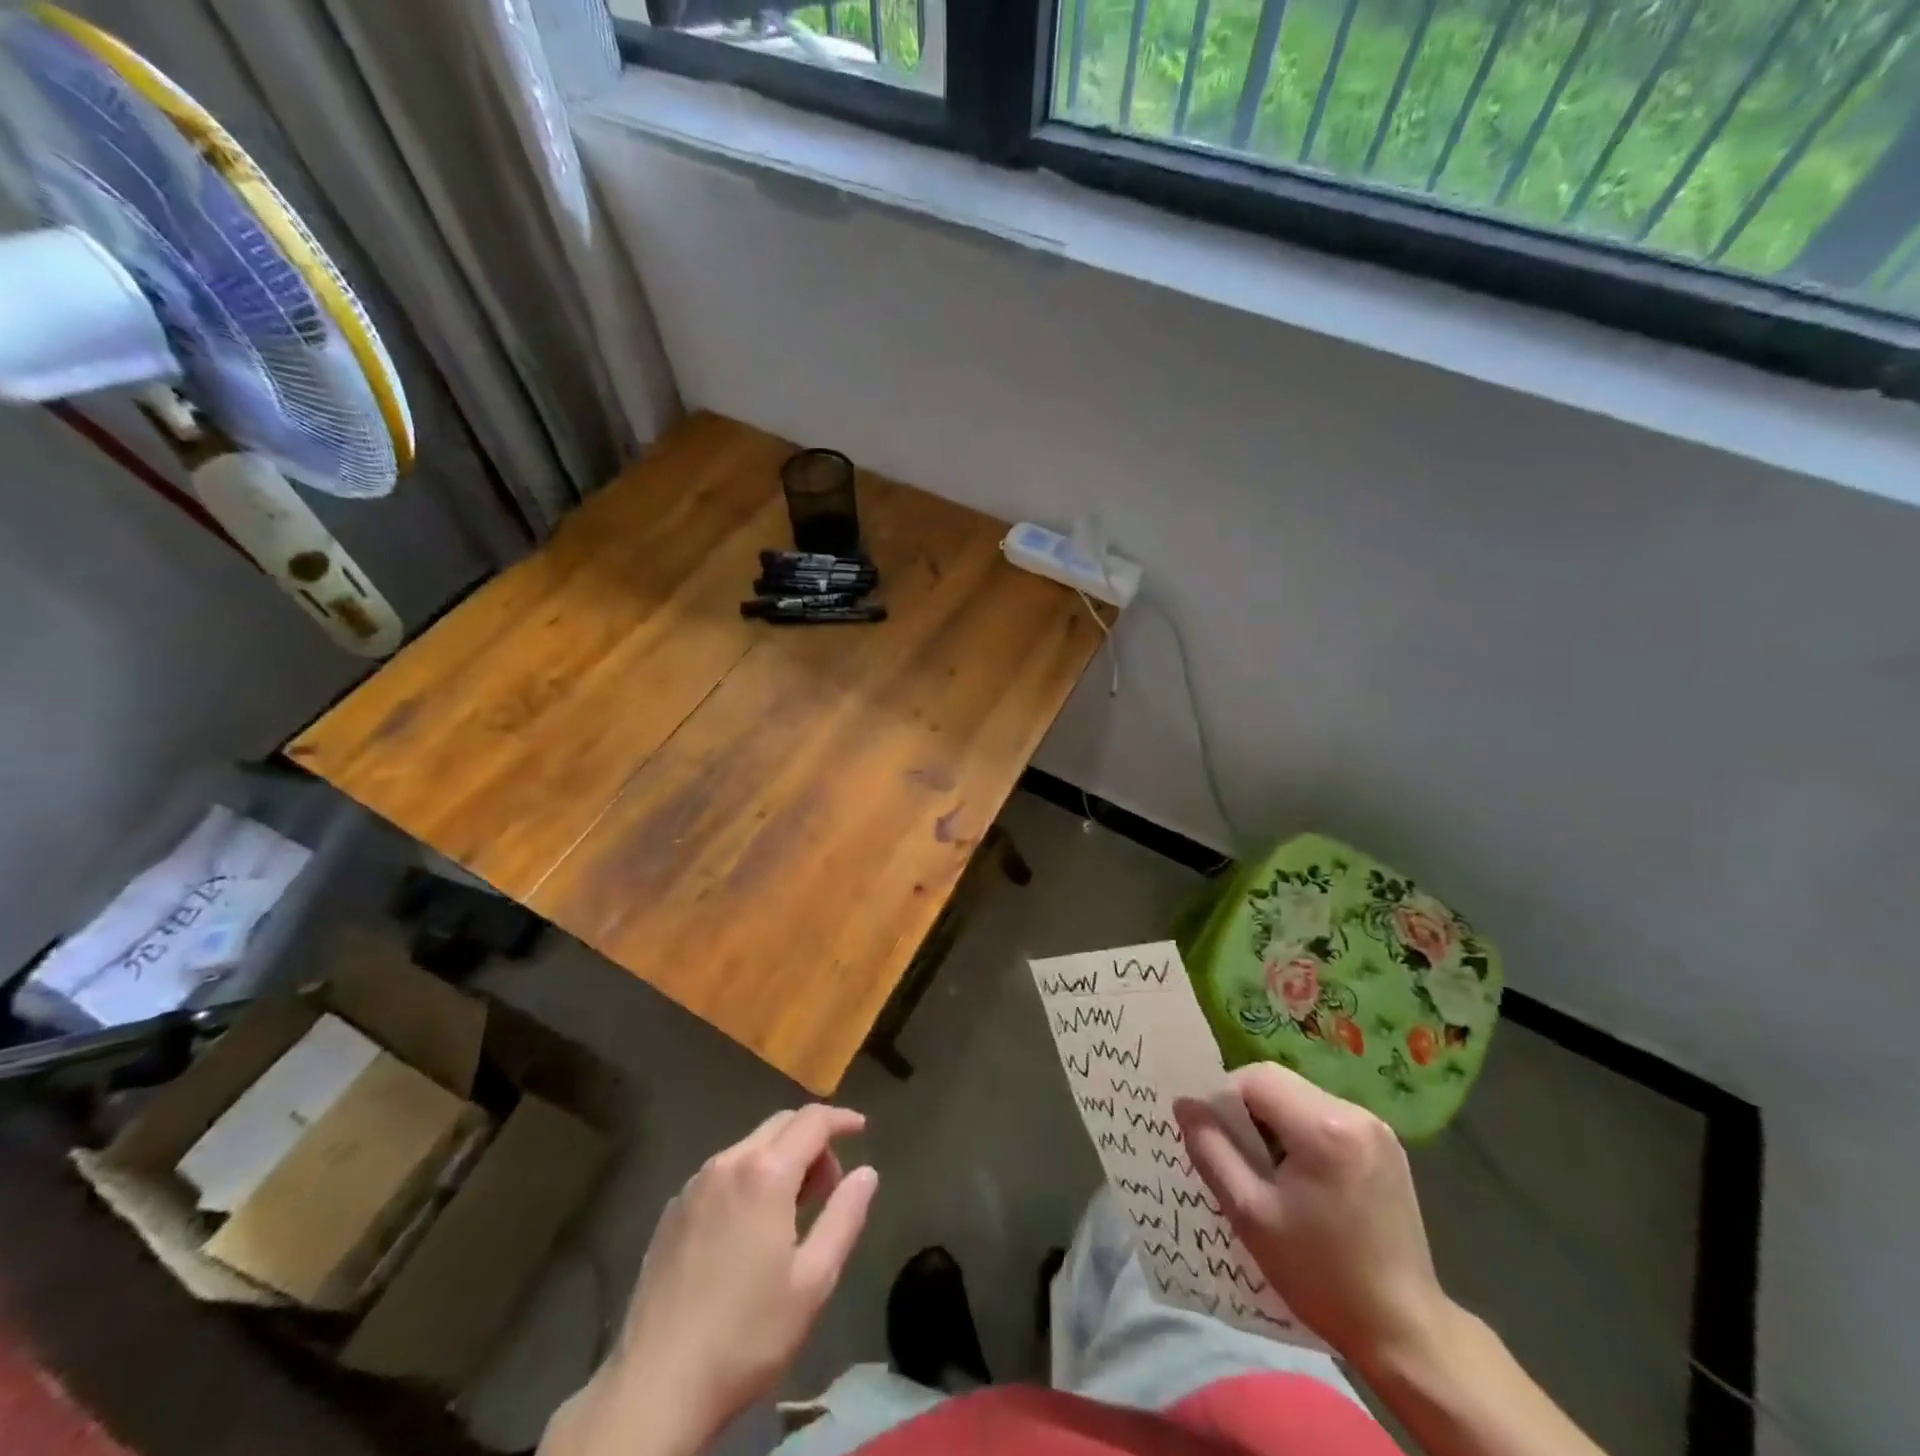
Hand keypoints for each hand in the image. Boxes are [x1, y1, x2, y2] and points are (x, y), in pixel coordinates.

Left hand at [586, 1105, 878, 1454]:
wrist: (654, 1387)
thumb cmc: (746, 1335)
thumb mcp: (814, 1281)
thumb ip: (845, 1216)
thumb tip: (867, 1173)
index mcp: (765, 1173)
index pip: (812, 1120)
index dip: (841, 1118)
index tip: (861, 1128)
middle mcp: (727, 1163)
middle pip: (780, 1125)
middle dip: (813, 1140)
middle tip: (830, 1185)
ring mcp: (694, 1185)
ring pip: (749, 1147)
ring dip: (780, 1159)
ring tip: (793, 1211)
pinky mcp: (672, 1211)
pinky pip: (722, 1173)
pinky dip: (749, 1178)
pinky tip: (750, 1228)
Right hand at [1174, 1064, 1448, 1370]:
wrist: (1404, 1330)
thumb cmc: (1320, 1275)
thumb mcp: (1250, 1215)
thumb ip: (1211, 1150)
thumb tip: (1184, 1103)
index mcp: (1324, 1128)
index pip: (1254, 1078)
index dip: (1224, 1100)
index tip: (1216, 1141)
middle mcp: (1354, 1113)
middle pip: (1278, 1082)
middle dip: (1247, 1109)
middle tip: (1238, 1156)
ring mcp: (1376, 1127)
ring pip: (1300, 1096)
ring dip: (1273, 1119)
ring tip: (1268, 1170)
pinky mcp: (1386, 1144)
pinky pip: (1324, 1114)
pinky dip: (1300, 1131)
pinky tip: (1302, 1176)